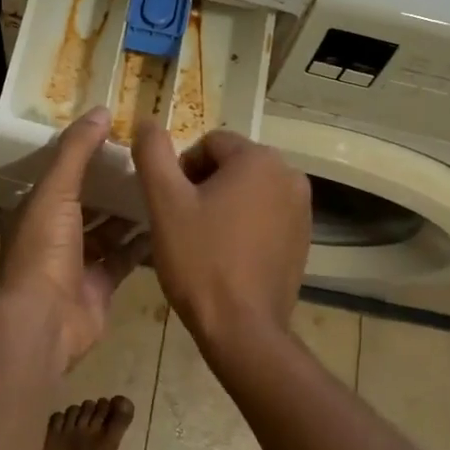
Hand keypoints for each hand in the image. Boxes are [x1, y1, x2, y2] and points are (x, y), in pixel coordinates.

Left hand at [0, 107, 145, 372]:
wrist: (44, 322)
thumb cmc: (44, 250)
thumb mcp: (56, 190)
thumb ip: (77, 151)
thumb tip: (101, 110)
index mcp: (37, 208)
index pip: (64, 173)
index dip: (88, 154)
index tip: (120, 136)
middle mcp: (55, 233)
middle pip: (88, 201)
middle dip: (114, 183)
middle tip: (150, 161)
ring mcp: (78, 262)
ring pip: (108, 230)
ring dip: (130, 212)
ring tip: (164, 186)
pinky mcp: (100, 285)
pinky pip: (125, 258)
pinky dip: (142, 243)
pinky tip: (168, 223)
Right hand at [132, 124, 311, 366]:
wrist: (243, 329)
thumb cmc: (200, 260)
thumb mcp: (165, 202)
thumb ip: (153, 153)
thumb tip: (146, 120)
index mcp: (259, 159)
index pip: (209, 143)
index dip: (182, 170)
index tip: (172, 206)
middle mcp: (289, 174)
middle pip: (231, 164)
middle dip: (204, 186)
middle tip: (184, 224)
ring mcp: (301, 208)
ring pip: (248, 190)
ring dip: (224, 205)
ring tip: (204, 241)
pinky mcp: (303, 237)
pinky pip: (265, 214)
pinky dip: (245, 225)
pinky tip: (228, 256)